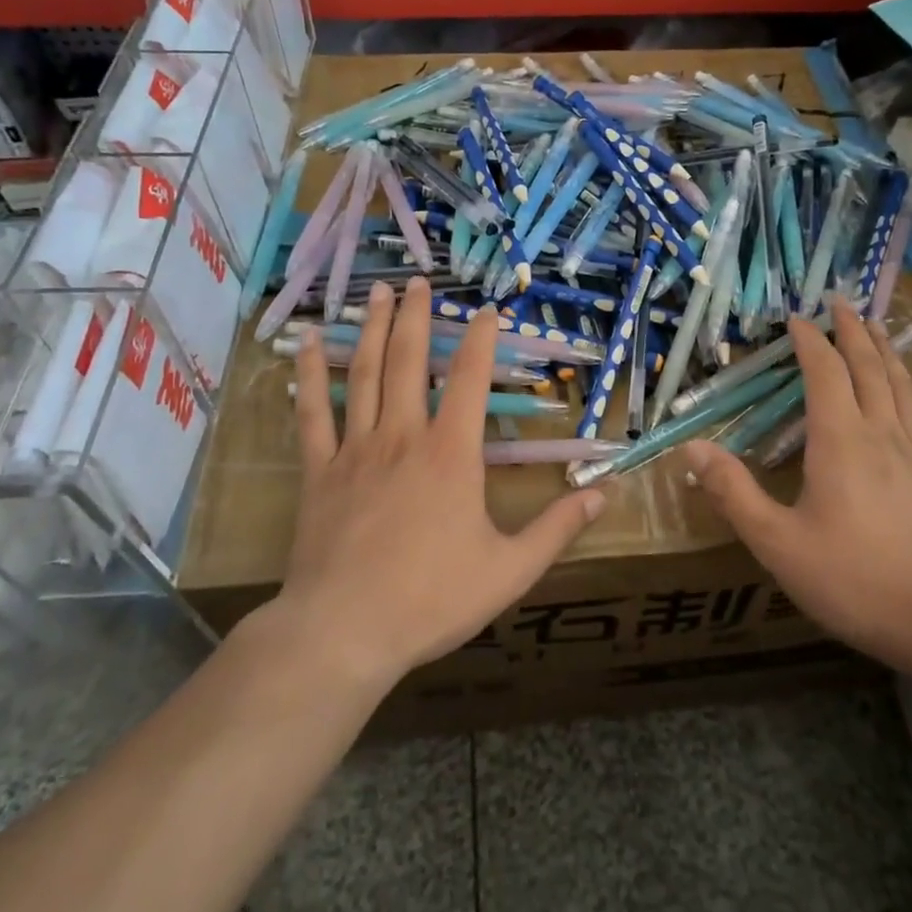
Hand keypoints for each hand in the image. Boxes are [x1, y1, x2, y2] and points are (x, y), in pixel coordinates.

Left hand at [272, 276, 605, 685]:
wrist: (344, 631)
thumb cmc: (432, 600)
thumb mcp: (510, 570)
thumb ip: (557, 528)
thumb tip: (604, 494)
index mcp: (451, 454)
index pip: (471, 378)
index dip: (481, 338)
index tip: (487, 309)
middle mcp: (404, 436)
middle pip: (410, 360)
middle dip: (416, 316)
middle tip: (418, 280)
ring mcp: (357, 449)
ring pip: (365, 373)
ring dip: (373, 328)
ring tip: (377, 292)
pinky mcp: (320, 470)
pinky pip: (313, 412)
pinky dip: (310, 374)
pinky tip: (307, 342)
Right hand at [683, 299, 911, 669]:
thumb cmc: (854, 579)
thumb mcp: (778, 543)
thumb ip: (733, 493)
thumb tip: (690, 448)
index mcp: (841, 441)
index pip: (824, 372)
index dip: (809, 340)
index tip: (795, 316)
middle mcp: (880, 434)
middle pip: (868, 365)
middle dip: (852, 329)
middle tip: (840, 300)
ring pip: (898, 382)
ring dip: (883, 348)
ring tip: (876, 325)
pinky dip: (903, 380)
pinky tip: (900, 390)